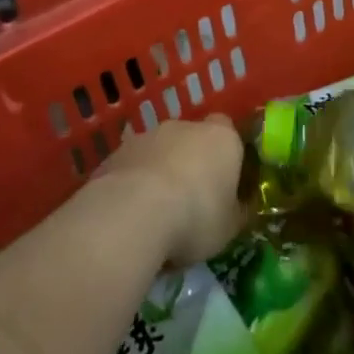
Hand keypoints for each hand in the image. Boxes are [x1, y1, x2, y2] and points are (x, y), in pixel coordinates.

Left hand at [95, 116, 245, 267]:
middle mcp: (184, 126)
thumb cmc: (195, 217)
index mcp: (222, 138)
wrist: (132, 214)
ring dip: (159, 172)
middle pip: (192, 139)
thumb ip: (236, 211)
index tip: (224, 183)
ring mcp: (146, 136)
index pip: (230, 133)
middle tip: (190, 201)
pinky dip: (132, 184)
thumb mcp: (230, 227)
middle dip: (191, 163)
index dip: (227, 156)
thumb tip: (239, 208)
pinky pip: (131, 167)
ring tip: (155, 213)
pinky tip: (129, 214)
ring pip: (158, 151)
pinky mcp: (115, 153)